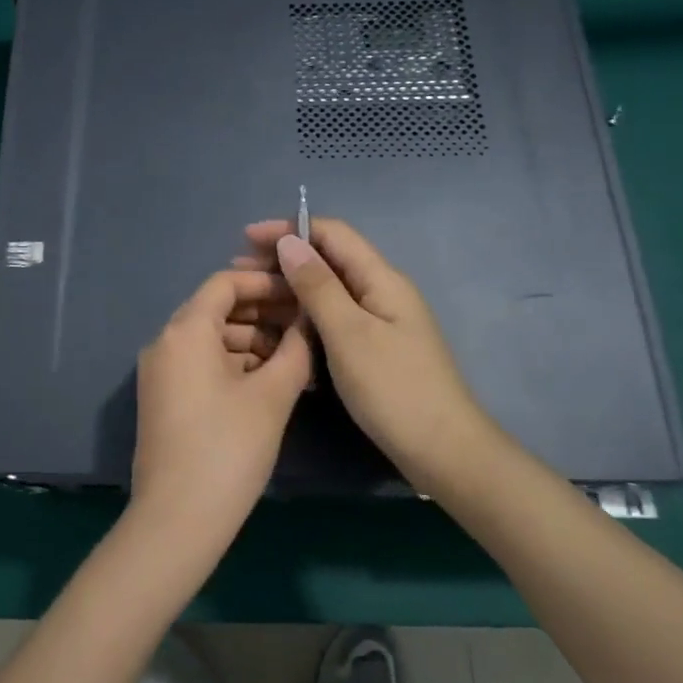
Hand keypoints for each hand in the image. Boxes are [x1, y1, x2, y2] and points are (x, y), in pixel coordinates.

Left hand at [131, 268, 311, 533]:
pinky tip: (268, 380)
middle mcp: (165, 341)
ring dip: (251, 341)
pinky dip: (233, 364)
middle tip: (305, 324)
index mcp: (186, 330)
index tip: (300, 293)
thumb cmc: (228, 448)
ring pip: (210, 339)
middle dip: (262, 313)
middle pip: (216, 309)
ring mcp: (160, 372)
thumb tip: (311, 320)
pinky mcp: (163, 398)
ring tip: (295, 356)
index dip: (265, 283)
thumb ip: (296, 350)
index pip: (225, 283)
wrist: (176, 519)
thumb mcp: (272, 396)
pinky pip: (201, 364)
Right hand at [239, 219, 498, 481]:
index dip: (288, 229)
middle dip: (283, 258)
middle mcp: (382, 291)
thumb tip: (289, 241)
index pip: (331, 233)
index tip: (246, 239)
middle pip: (328, 258)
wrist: (444, 452)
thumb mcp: (348, 333)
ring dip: (290, 286)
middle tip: (238, 272)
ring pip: (329, 289)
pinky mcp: (375, 347)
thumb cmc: (394, 389)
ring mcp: (380, 320)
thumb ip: (317, 285)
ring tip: (251, 297)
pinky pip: (334, 316)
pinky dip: (304, 313)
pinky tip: (280, 327)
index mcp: (381, 279)